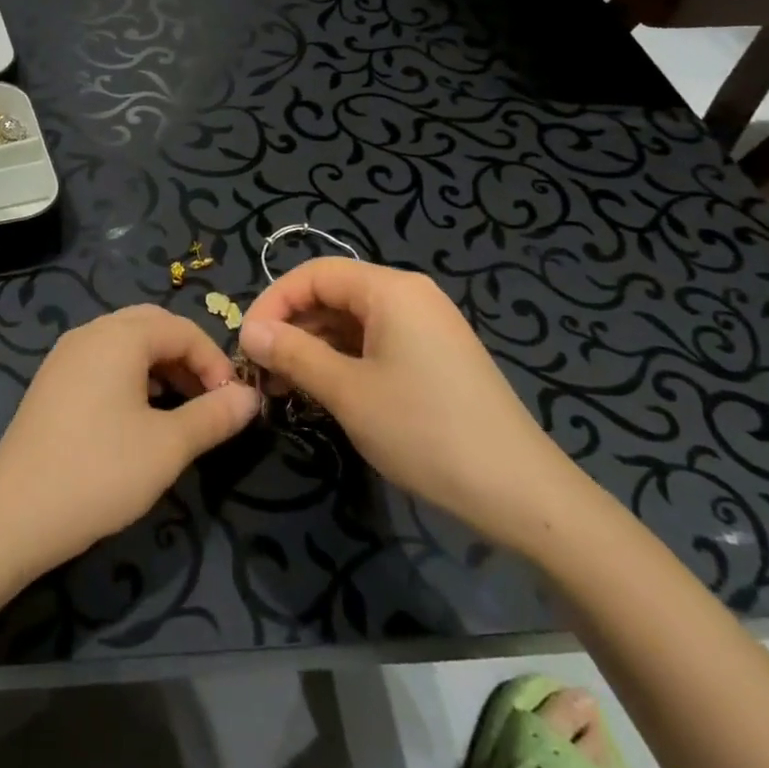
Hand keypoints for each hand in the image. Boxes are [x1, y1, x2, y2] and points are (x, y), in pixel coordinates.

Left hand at [0, 306, 260, 571]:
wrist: (13, 515)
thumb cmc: (99, 473)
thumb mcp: (168, 446)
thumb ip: (214, 416)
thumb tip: (250, 397)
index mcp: (119, 336)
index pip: (182, 329)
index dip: (215, 362)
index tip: (233, 404)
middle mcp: (90, 333)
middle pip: (152, 327)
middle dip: (188, 357)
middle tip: (209, 400)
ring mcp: (65, 356)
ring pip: (126, 344)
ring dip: (160, 366)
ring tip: (180, 411)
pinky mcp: (52, 382)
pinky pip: (102, 361)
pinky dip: (131, 376)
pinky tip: (139, 417)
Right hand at [239, 259, 586, 552]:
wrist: (521, 493)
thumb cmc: (425, 432)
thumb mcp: (348, 392)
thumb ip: (294, 354)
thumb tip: (250, 331)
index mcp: (391, 290)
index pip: (314, 274)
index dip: (273, 302)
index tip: (246, 343)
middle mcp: (410, 296)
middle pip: (333, 294)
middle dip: (292, 326)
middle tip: (260, 369)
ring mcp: (426, 326)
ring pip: (352, 321)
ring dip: (314, 346)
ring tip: (284, 384)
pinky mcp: (435, 356)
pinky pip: (376, 342)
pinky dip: (343, 360)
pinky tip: (323, 390)